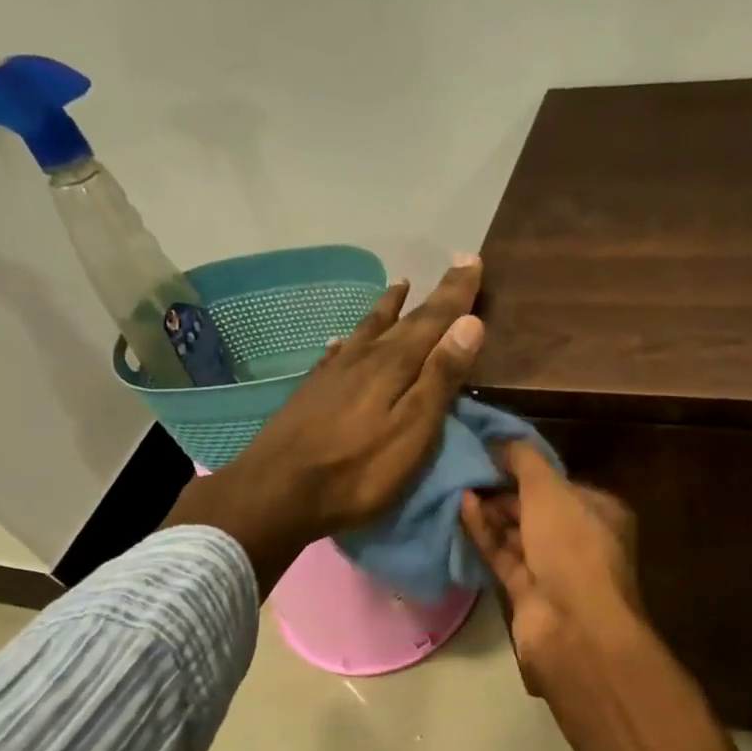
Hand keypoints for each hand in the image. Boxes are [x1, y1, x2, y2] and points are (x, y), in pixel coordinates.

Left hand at [164, 255, 484, 591]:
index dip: (456, 292)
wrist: (278, 491)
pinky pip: (337, 352)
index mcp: (395, 365)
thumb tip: (470, 322)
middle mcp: (364, 358)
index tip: (473, 259)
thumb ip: (440, 377)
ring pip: (367, 329)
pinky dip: (349, 339)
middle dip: (432, 296)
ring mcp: (334, 373)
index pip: (434, 319)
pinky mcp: (312, 392)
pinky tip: (342, 340)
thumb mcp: (413, 430)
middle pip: (404, 320)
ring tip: (400, 285)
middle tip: (453, 268)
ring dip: (387, 308)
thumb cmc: (358, 470)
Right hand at [459, 441, 643, 690]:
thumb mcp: (550, 490)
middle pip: (537, 508)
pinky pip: (503, 556)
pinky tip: (462, 510)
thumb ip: (524, 461)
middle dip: (504, 491)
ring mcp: (554, 569)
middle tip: (467, 469)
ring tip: (457, 486)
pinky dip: (485, 535)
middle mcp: (580, 539)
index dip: (527, 468)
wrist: (573, 625)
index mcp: (599, 512)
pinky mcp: (528, 592)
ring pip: (517, 534)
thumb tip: (501, 441)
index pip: (560, 484)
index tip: (492, 453)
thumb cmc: (572, 546)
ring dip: (490, 512)